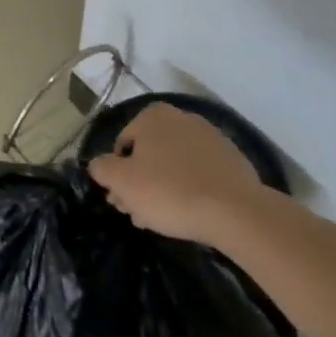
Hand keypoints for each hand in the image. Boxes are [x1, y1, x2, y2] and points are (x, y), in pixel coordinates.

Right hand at [88, 104, 266, 242]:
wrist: (236, 212)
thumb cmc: (169, 191)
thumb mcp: (121, 181)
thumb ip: (101, 168)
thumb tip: (99, 165)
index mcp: (153, 116)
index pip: (122, 145)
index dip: (118, 175)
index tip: (122, 200)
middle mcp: (182, 118)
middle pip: (150, 154)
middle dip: (141, 182)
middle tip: (139, 213)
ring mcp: (211, 138)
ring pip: (175, 165)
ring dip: (164, 187)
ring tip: (163, 219)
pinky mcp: (233, 161)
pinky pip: (201, 174)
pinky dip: (191, 189)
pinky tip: (189, 214)